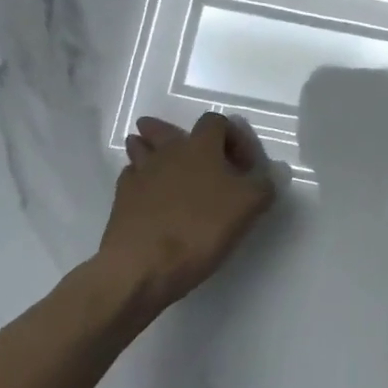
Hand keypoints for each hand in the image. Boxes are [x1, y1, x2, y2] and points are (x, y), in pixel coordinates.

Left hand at [95, 112, 279, 318]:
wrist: (142, 266)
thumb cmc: (201, 228)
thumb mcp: (250, 205)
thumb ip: (264, 184)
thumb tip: (267, 176)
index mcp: (201, 147)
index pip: (216, 121)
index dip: (233, 136)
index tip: (244, 165)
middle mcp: (168, 152)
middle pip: (166, 129)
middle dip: (179, 135)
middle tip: (192, 151)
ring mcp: (140, 175)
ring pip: (141, 149)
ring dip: (151, 150)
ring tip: (162, 161)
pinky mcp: (121, 200)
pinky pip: (131, 178)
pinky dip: (141, 179)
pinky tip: (150, 194)